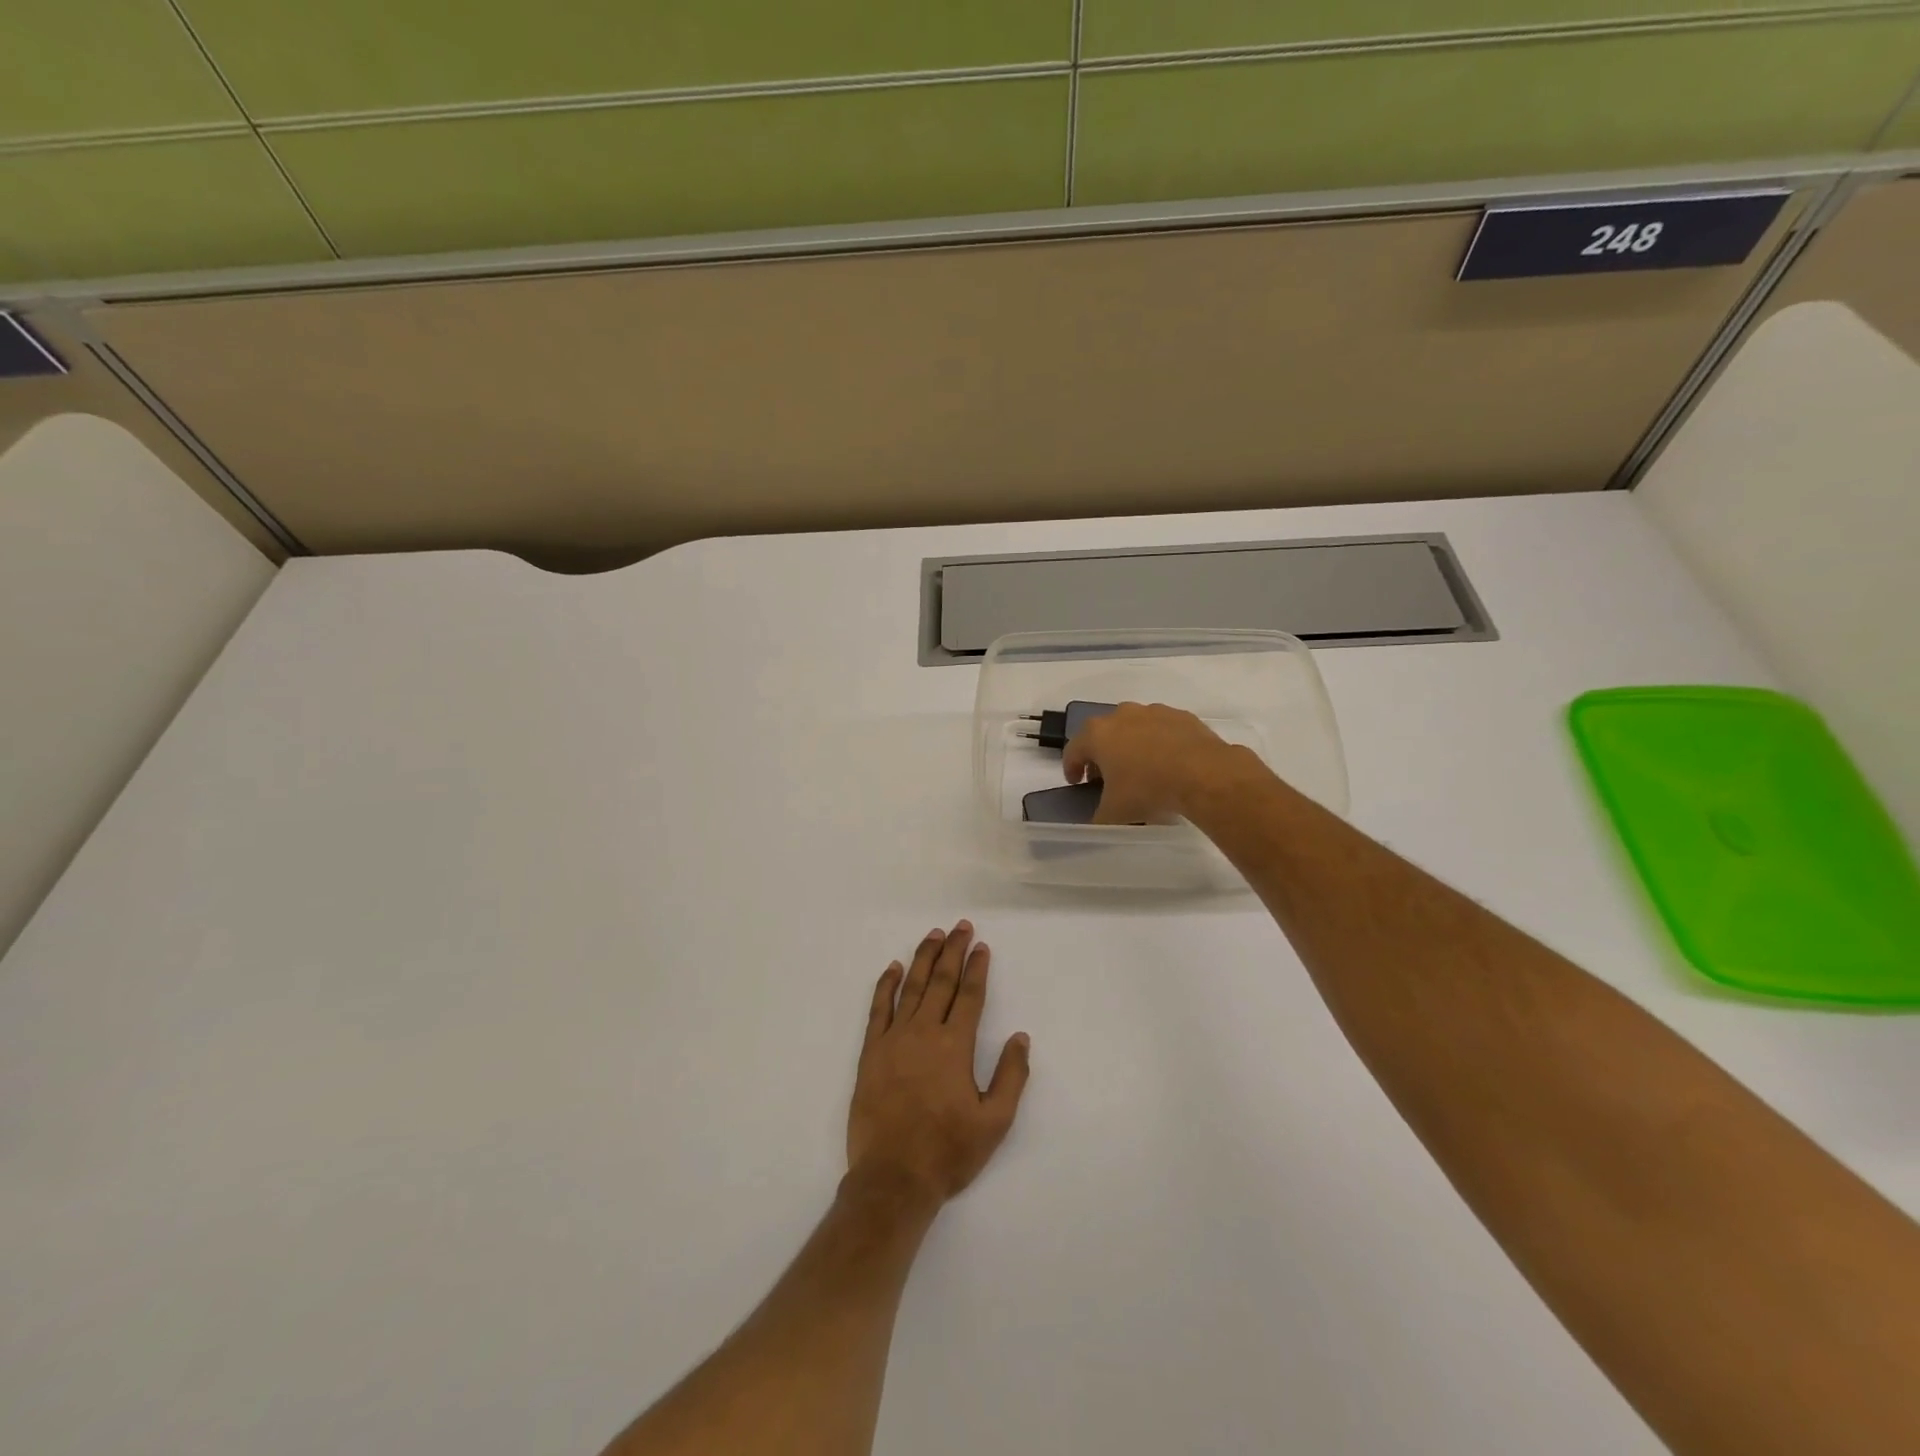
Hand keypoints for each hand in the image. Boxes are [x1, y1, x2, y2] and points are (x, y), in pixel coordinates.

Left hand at [847, 921, 1030, 1209]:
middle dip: (952, 951)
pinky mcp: (871, 1052)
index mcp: (955, 1046)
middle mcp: (924, 1033)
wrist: (893, 1179)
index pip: (969, 996)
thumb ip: (1011, 1076)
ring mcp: (894, 1040)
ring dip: (923, 958)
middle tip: (960, 927)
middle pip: (940, 981)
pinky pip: (878, 1009)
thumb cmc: (948, 1152)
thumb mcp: (995, 1122)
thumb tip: (1021, 1037)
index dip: (977, 968)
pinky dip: (886, 985)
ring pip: (910, 988)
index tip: (981, 946)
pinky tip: (893, 968)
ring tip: (933, 935)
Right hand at [1062, 701, 1252, 824]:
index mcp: (1097, 734)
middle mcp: (1121, 715)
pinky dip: (1158, 743)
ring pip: (1133, 728)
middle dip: (1101, 755)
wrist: (1204, 774)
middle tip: (1107, 777)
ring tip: (1141, 770)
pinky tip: (1168, 763)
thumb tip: (1097, 821)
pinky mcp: (1180, 716)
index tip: (1076, 783)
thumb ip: (1098, 817)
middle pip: (1102, 734)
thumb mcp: (1115, 813)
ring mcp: (1153, 712)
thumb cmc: (1148, 789)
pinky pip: (1161, 729)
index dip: (1071, 768)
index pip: (1073, 750)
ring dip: (1131, 745)